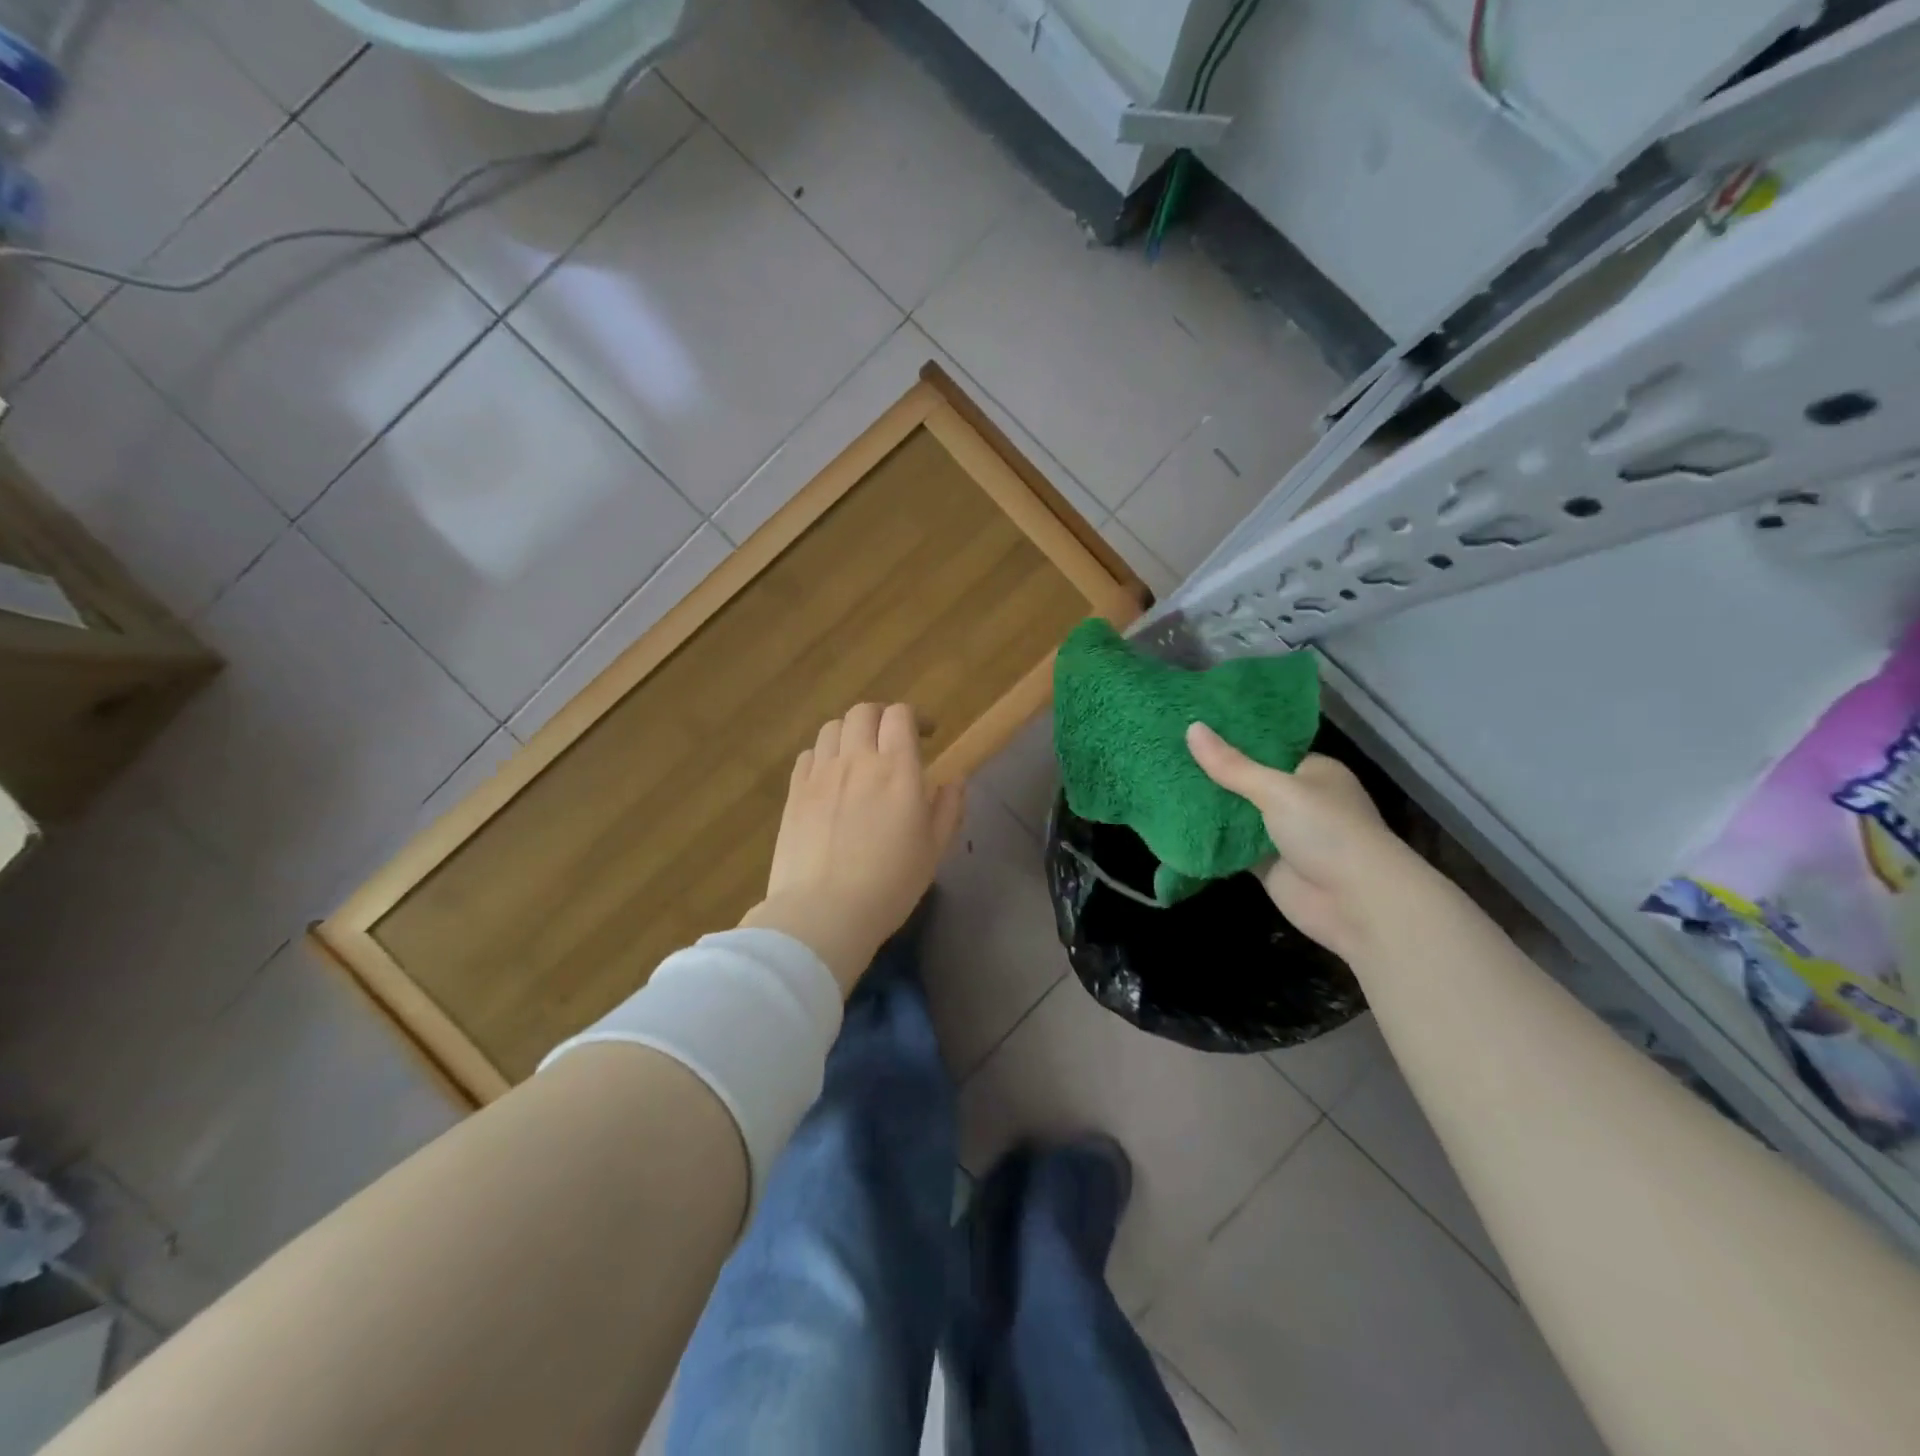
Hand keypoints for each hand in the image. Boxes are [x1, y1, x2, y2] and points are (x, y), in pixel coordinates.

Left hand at [740, 703, 964, 993]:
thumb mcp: (933, 850)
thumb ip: (948, 808)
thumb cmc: (889, 884)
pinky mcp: (794, 792)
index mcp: (897, 769)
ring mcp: (820, 774)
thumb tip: (955, 778)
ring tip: (858, 756)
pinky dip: (824, 755)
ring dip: (850, 733)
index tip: (925, 735)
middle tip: (891, 741)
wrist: (823, 912)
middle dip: (881, 718)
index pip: (900, 716)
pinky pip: (808, 755)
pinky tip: (830, 777)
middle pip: (863, 712)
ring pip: (832, 728)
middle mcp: (857, 760)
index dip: (914, 718)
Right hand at [1186, 721, 1424, 960]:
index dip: (1231, 739)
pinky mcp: (1266, 864)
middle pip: (1247, 781)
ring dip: (1208, 805)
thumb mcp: (1277, 790)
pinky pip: (1231, 845)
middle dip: (1212, 773)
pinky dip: (1209, 837)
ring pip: (1237, 814)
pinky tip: (1173, 821)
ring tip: (1161, 781)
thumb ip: (1232, 765)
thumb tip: (1191, 727)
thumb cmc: (1327, 831)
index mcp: (1312, 772)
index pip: (1266, 748)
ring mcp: (1281, 834)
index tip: (1191, 725)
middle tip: (1166, 753)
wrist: (1356, 903)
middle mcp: (1298, 800)